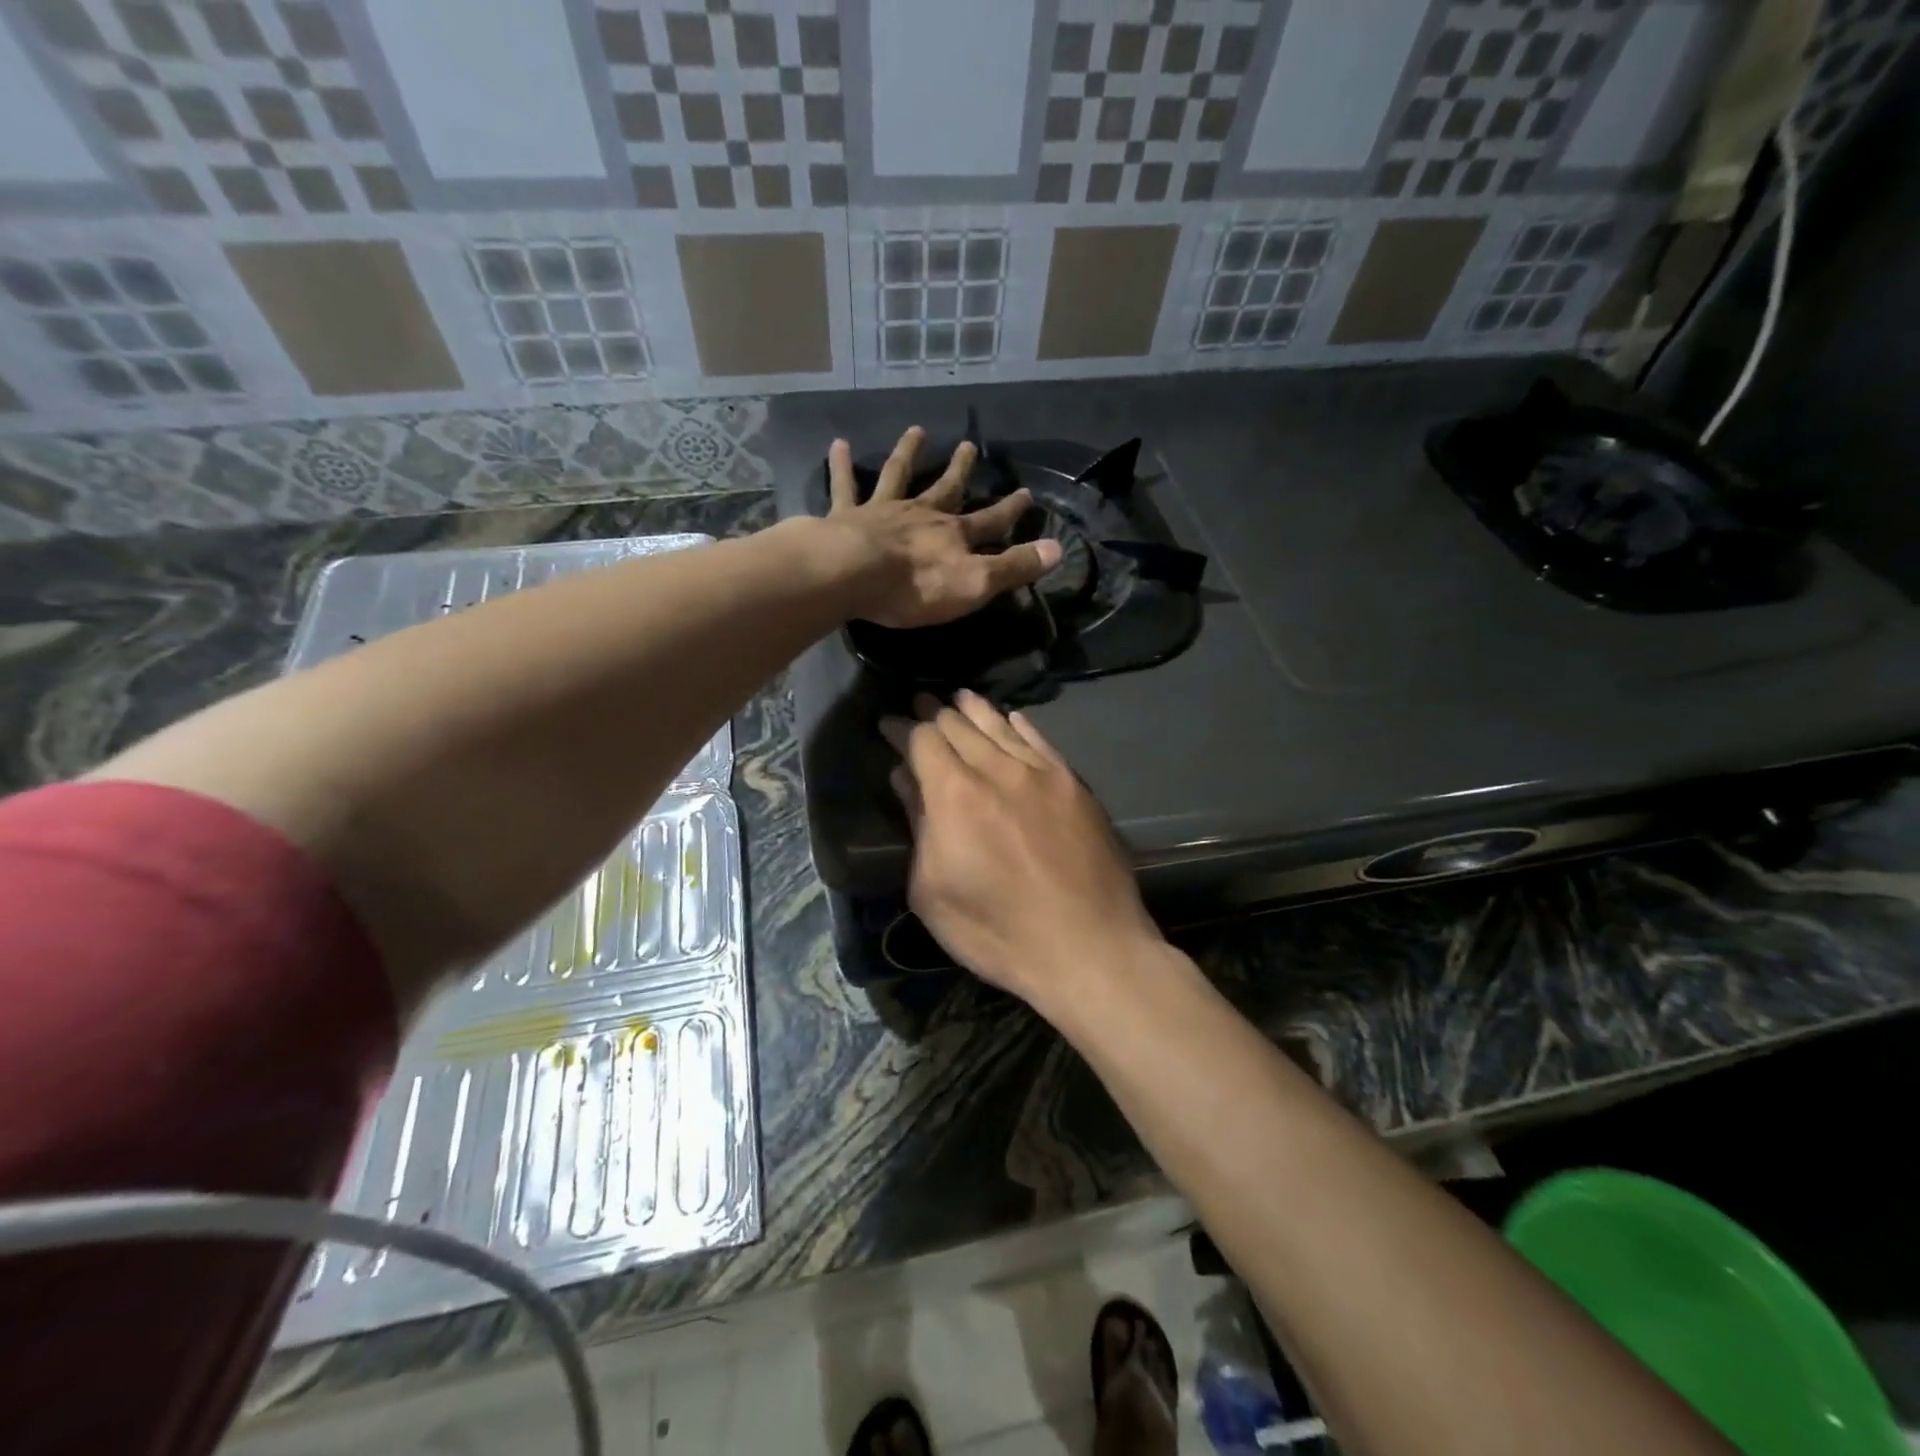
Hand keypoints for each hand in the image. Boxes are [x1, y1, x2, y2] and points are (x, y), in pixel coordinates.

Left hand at [826, 427, 1061, 628]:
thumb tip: (1058, 549)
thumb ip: (1014, 566)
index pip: (990, 521)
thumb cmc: (917, 586)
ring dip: (908, 453)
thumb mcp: (976, 583)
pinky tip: (838, 444)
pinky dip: (841, 465)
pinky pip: (844, 486)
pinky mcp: (847, 516)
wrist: (854, 574)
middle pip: (946, 488)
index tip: (1025, 493)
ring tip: (916, 430)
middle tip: (968, 445)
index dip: (1010, 510)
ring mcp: (883, 511)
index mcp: (953, 535)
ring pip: (898, 476)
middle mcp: (921, 514)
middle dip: (960, 469)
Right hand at [880, 690, 1162, 1007]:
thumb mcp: (933, 892)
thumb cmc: (998, 932)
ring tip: (958, 698)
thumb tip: (905, 780)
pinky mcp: (1074, 785)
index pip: (922, 740)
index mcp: (954, 795)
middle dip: (933, 713)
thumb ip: (918, 826)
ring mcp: (1041, 774)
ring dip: (973, 710)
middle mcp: (997, 770)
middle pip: (958, 725)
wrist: (1089, 947)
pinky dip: (1018, 725)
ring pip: (1000, 726)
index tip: (887, 724)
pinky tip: (1010, 718)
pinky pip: (1040, 741)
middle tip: (919, 705)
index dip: (901, 729)